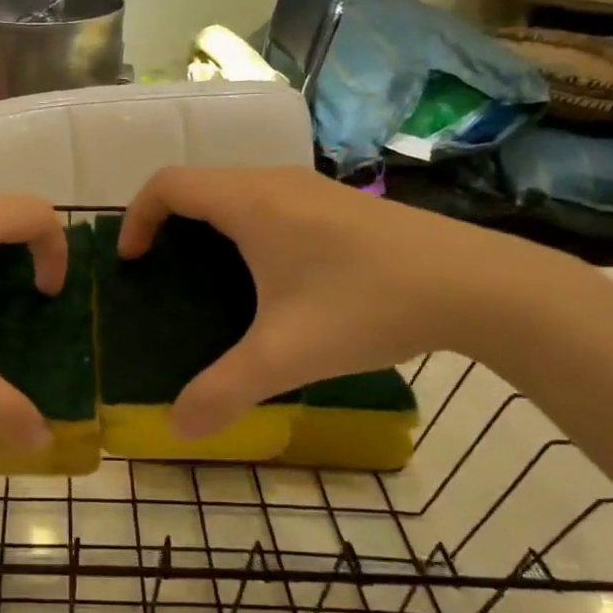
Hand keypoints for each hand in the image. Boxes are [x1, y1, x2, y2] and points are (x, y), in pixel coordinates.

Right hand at [117, 166, 587, 438]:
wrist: (479, 285)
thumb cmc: (368, 306)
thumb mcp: (286, 356)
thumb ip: (224, 392)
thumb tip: (177, 430)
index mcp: (250, 203)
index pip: (168, 184)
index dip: (137, 217)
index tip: (133, 262)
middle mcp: (275, 182)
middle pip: (199, 185)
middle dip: (168, 225)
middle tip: (163, 276)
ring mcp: (313, 190)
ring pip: (238, 192)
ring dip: (210, 226)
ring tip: (210, 280)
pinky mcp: (341, 205)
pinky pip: (271, 203)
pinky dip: (246, 229)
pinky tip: (273, 281)